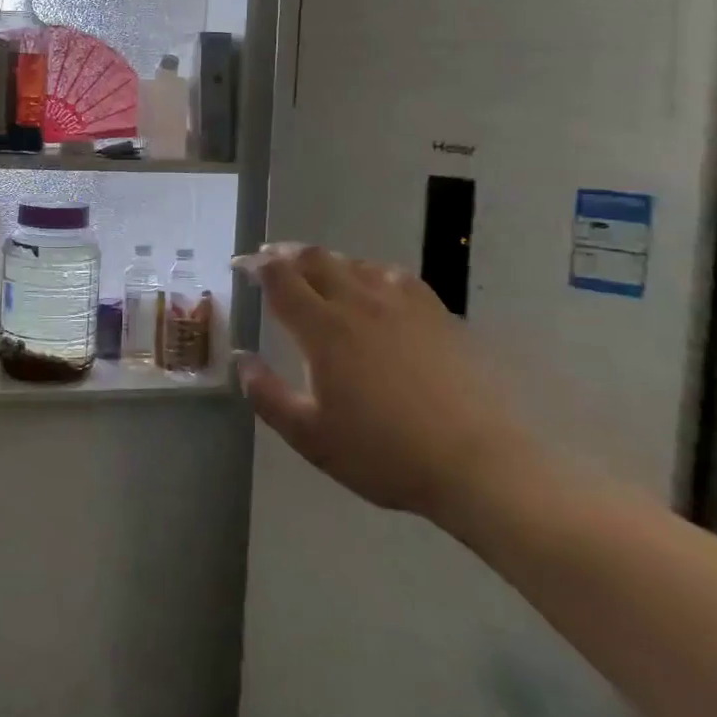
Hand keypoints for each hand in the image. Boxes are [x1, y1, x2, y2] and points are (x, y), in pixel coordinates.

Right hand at [236, 244, 531, 524]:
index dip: (255, 267)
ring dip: (323, 260)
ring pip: (352, 262)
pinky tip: (371, 284)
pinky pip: (391, 275)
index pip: (280, 279)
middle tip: (267, 259)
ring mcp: (400, 303)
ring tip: (313, 270)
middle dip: (284, 254)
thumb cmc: (384, 453)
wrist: (476, 463)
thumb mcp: (310, 436)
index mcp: (323, 329)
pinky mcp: (434, 313)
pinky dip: (366, 270)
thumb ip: (267, 395)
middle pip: (314, 259)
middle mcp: (357, 302)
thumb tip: (241, 359)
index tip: (240, 266)